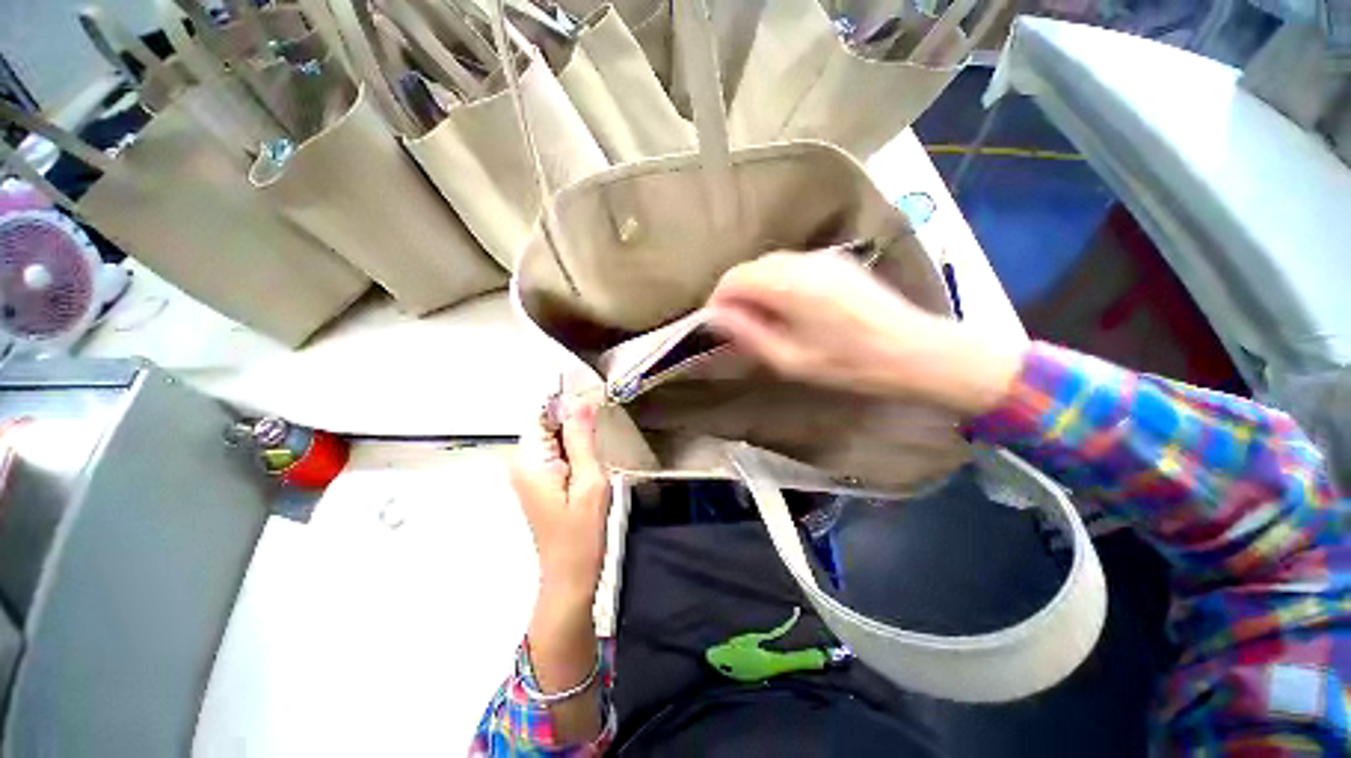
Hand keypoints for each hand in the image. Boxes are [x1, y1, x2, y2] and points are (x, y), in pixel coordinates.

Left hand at [510, 398, 610, 604]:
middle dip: (573, 422)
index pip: (542, 414)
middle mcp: (522, 463)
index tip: (593, 401)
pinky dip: (573, 450)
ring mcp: (528, 473)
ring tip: (596, 452)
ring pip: (553, 438)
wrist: (570, 573)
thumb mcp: (589, 481)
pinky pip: (555, 452)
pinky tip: (589, 463)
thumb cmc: (581, 531)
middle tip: (600, 431)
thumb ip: (582, 440)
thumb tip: (581, 404)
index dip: (566, 404)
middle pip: (546, 424)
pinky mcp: (538, 482)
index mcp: (530, 461)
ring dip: (576, 437)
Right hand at [707, 251, 1022, 415]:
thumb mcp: (789, 359)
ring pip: (770, 265)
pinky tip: (788, 309)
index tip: (716, 326)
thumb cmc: (848, 364)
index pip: (733, 279)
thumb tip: (715, 317)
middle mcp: (802, 260)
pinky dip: (777, 283)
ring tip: (762, 321)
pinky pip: (791, 266)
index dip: (717, 301)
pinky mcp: (836, 262)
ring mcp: (822, 257)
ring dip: (756, 289)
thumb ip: (748, 334)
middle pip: (750, 268)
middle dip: (735, 295)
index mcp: (788, 284)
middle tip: (738, 328)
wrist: (913, 350)